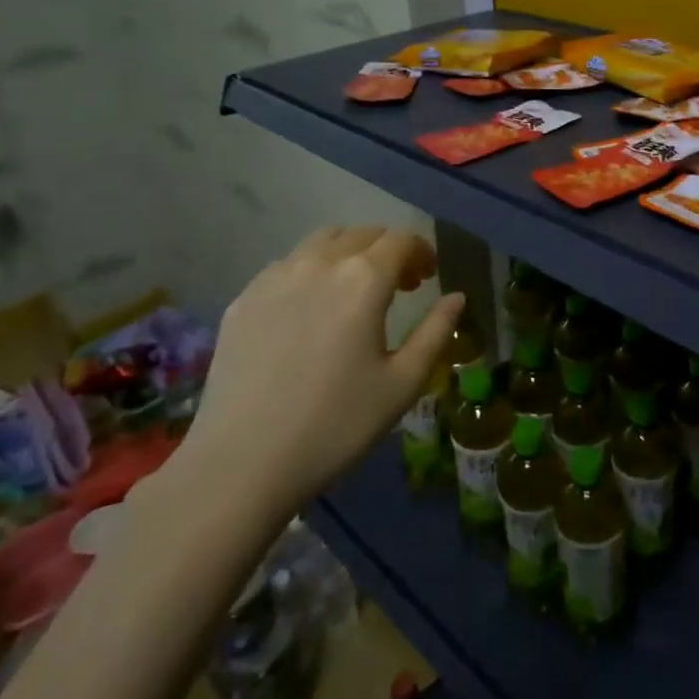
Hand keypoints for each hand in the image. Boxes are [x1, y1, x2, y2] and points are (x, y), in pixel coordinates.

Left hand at [175, 226, 464, 505]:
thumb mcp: (402, 384)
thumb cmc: (336, 425)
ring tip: (353, 290)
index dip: (421, 252)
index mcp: (363, 279)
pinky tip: (310, 309)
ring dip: (349, 253)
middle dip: (388, 251)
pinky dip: (311, 270)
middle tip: (399, 286)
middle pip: (363, 234)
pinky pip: (287, 265)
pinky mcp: (244, 298)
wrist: (242, 464)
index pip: (401, 240)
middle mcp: (319, 263)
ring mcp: (275, 277)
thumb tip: (456, 297)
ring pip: (322, 242)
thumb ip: (436, 332)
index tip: (427, 278)